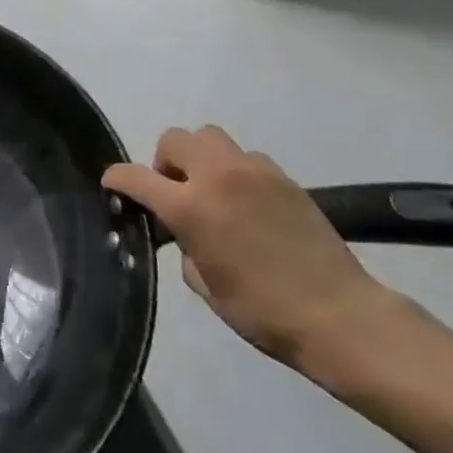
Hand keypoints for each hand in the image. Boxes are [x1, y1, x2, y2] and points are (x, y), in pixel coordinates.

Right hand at [102, 125, 407, 371]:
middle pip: (174, 139)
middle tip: (174, 193)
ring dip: (199, 158)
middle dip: (164, 162)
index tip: (112, 185)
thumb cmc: (263, 311)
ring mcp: (253, 171)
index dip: (117, 178)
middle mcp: (217, 176)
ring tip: (210, 191)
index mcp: (190, 207)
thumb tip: (181, 231)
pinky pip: (245, 157)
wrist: (340, 315)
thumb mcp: (204, 284)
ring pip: (209, 137)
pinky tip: (246, 203)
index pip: (136, 176)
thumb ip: (183, 245)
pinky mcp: (283, 177)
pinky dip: (234, 171)